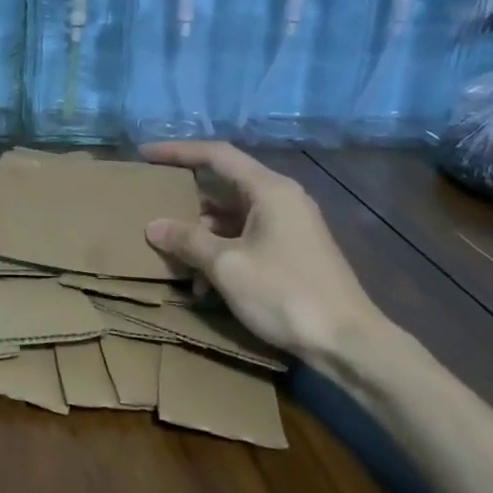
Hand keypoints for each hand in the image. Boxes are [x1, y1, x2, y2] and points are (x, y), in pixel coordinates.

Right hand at [140, 141, 383, 363]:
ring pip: (233, 216)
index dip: (178, 151)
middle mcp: (282, 199)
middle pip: (224, 185)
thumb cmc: (284, 294)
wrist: (347, 341)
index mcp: (270, 190)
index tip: (145, 154)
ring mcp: (290, 226)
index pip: (217, 155)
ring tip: (173, 255)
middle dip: (187, 200)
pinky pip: (247, 238)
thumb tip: (154, 226)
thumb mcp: (227, 266)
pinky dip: (222, 252)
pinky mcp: (293, 251)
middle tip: (153, 207)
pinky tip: (204, 284)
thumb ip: (188, 240)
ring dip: (202, 234)